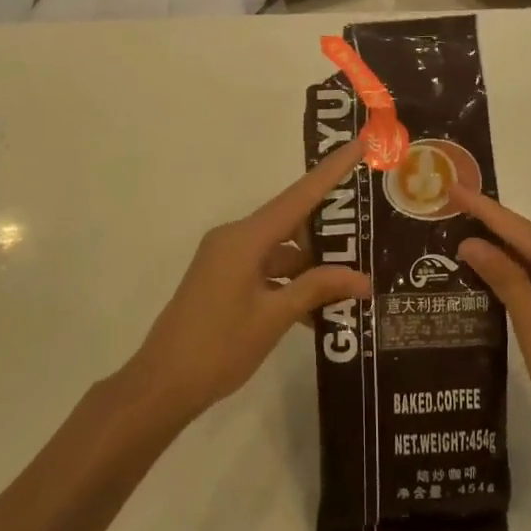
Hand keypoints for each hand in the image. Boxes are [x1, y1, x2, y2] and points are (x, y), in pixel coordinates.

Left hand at [122, 137, 370, 427]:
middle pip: (291, 223)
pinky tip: (318, 313)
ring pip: (281, 251)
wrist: (161, 385)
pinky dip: (290, 285)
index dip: (332, 170)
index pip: (299, 196)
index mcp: (245, 238)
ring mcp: (227, 259)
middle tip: (368, 241)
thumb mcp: (273, 317)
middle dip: (328, 235)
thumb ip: (317, 290)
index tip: (359, 144)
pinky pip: (266, 270)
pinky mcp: (223, 279)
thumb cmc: (218, 348)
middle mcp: (235, 238)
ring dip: (311, 269)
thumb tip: (361, 279)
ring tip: (350, 287)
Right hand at [452, 184, 530, 463]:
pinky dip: (512, 273)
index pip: (524, 231)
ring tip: (460, 229)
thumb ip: (506, 279)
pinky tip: (486, 268)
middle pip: (530, 240)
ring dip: (499, 248)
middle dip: (490, 224)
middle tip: (451, 205)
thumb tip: (471, 242)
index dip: (486, 210)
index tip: (455, 189)